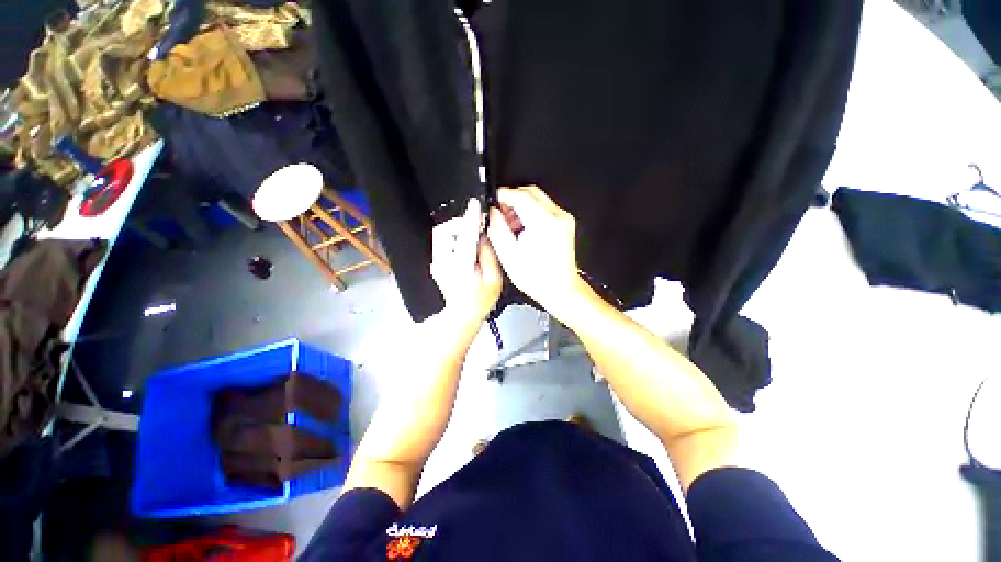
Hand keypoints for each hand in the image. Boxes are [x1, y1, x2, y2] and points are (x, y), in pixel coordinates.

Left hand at [430, 198, 502, 328]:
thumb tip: (483, 235)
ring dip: (457, 230)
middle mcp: (444, 263)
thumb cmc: (480, 299)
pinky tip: (466, 246)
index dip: (470, 219)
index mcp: (462, 268)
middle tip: (475, 227)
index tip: (474, 205)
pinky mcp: (436, 262)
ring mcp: (437, 263)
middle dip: (460, 223)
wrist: (462, 313)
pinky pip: (443, 241)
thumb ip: (489, 254)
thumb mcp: (494, 279)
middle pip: (444, 231)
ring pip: (441, 234)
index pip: (465, 237)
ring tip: (472, 237)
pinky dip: (454, 237)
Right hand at [487, 186, 582, 315]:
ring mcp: (564, 219)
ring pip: (538, 198)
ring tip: (512, 226)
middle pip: (531, 192)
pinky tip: (524, 229)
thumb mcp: (509, 255)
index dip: (503, 195)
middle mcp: (557, 217)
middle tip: (501, 214)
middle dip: (513, 199)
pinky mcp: (565, 223)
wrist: (560, 289)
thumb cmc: (537, 278)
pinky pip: (546, 208)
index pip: (520, 195)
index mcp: (543, 223)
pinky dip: (532, 213)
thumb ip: (497, 229)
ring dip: (522, 206)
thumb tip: (493, 213)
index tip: (494, 201)